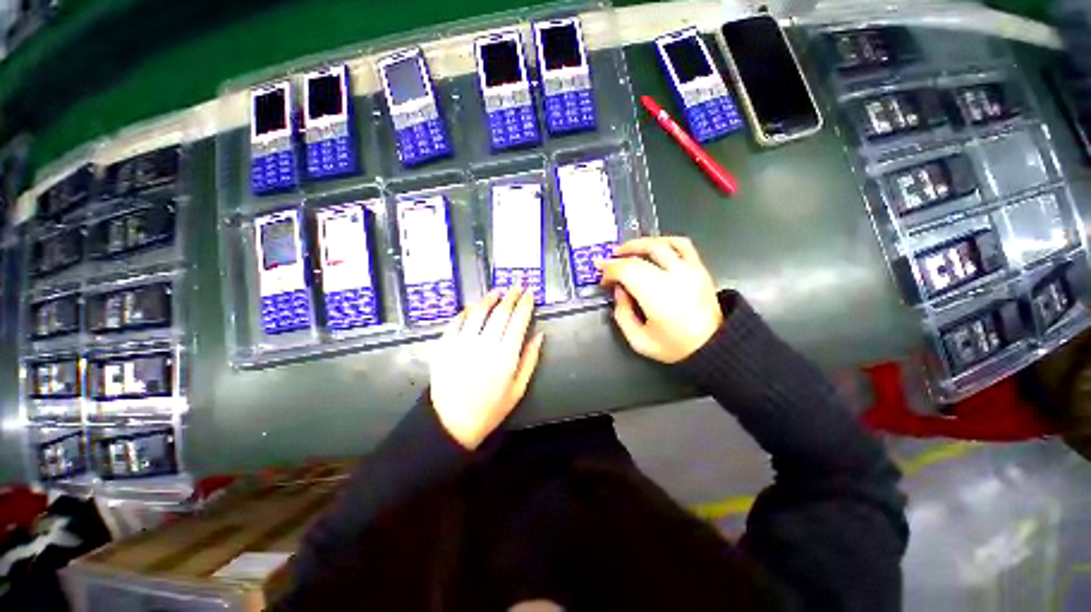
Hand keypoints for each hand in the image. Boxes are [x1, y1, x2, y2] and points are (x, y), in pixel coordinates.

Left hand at [429, 287, 544, 448]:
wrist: (452, 424)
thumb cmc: (490, 409)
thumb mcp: (518, 389)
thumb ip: (530, 360)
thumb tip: (539, 335)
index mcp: (505, 356)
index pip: (518, 321)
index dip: (525, 304)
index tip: (529, 294)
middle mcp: (484, 345)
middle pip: (500, 312)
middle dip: (510, 297)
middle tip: (516, 286)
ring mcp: (462, 344)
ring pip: (477, 312)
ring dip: (488, 299)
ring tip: (496, 291)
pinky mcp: (444, 347)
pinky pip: (455, 323)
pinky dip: (464, 313)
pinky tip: (471, 308)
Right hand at [598, 236, 722, 363]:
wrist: (715, 346)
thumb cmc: (675, 346)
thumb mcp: (638, 340)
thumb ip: (622, 313)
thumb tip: (619, 290)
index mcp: (657, 296)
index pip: (626, 271)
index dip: (609, 270)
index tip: (603, 278)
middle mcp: (673, 277)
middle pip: (638, 258)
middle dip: (617, 259)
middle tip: (607, 264)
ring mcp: (689, 270)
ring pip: (659, 245)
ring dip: (637, 244)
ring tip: (625, 250)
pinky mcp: (699, 268)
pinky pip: (682, 245)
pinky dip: (664, 241)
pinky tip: (654, 245)